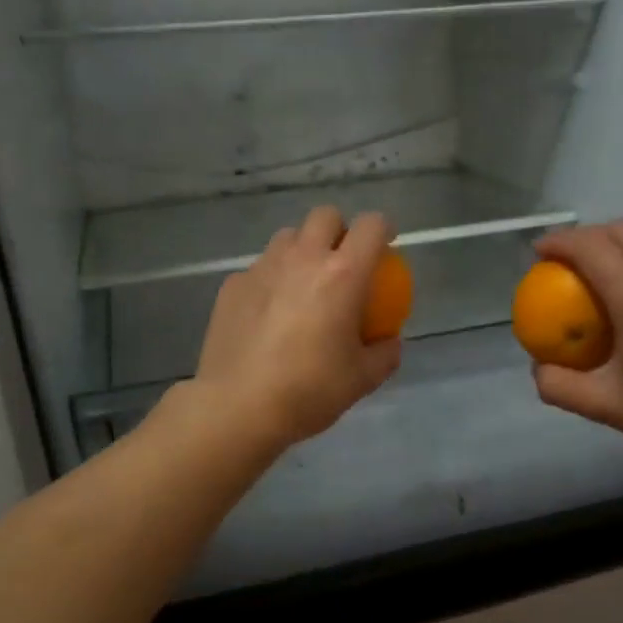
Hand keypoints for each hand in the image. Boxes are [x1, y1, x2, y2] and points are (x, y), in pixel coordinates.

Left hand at [191, 206, 402, 452]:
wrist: (238, 406)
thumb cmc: (309, 390)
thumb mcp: (363, 379)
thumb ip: (385, 353)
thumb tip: (389, 340)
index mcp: (343, 274)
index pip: (371, 226)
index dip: (384, 228)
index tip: (386, 244)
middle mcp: (303, 258)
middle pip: (325, 216)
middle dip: (339, 230)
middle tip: (342, 261)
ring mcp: (263, 267)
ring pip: (288, 237)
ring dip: (303, 249)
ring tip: (303, 283)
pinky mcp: (233, 284)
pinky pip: (260, 267)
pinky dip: (272, 278)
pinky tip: (269, 312)